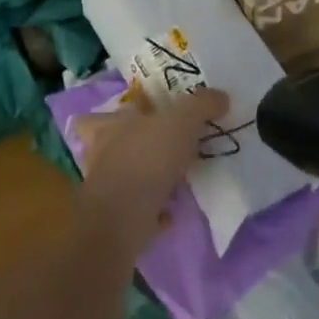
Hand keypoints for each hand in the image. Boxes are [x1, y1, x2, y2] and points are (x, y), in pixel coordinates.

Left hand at [73, 86, 227, 257]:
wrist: (123, 222)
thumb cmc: (146, 159)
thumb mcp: (181, 122)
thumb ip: (201, 105)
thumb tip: (221, 96)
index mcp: (108, 127)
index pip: (96, 116)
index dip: (114, 117)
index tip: (140, 116)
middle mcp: (101, 156)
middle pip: (110, 147)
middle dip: (133, 147)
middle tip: (163, 147)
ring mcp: (106, 190)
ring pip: (124, 179)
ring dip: (146, 178)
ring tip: (175, 178)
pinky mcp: (118, 221)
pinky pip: (138, 211)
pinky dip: (154, 210)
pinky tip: (175, 209)